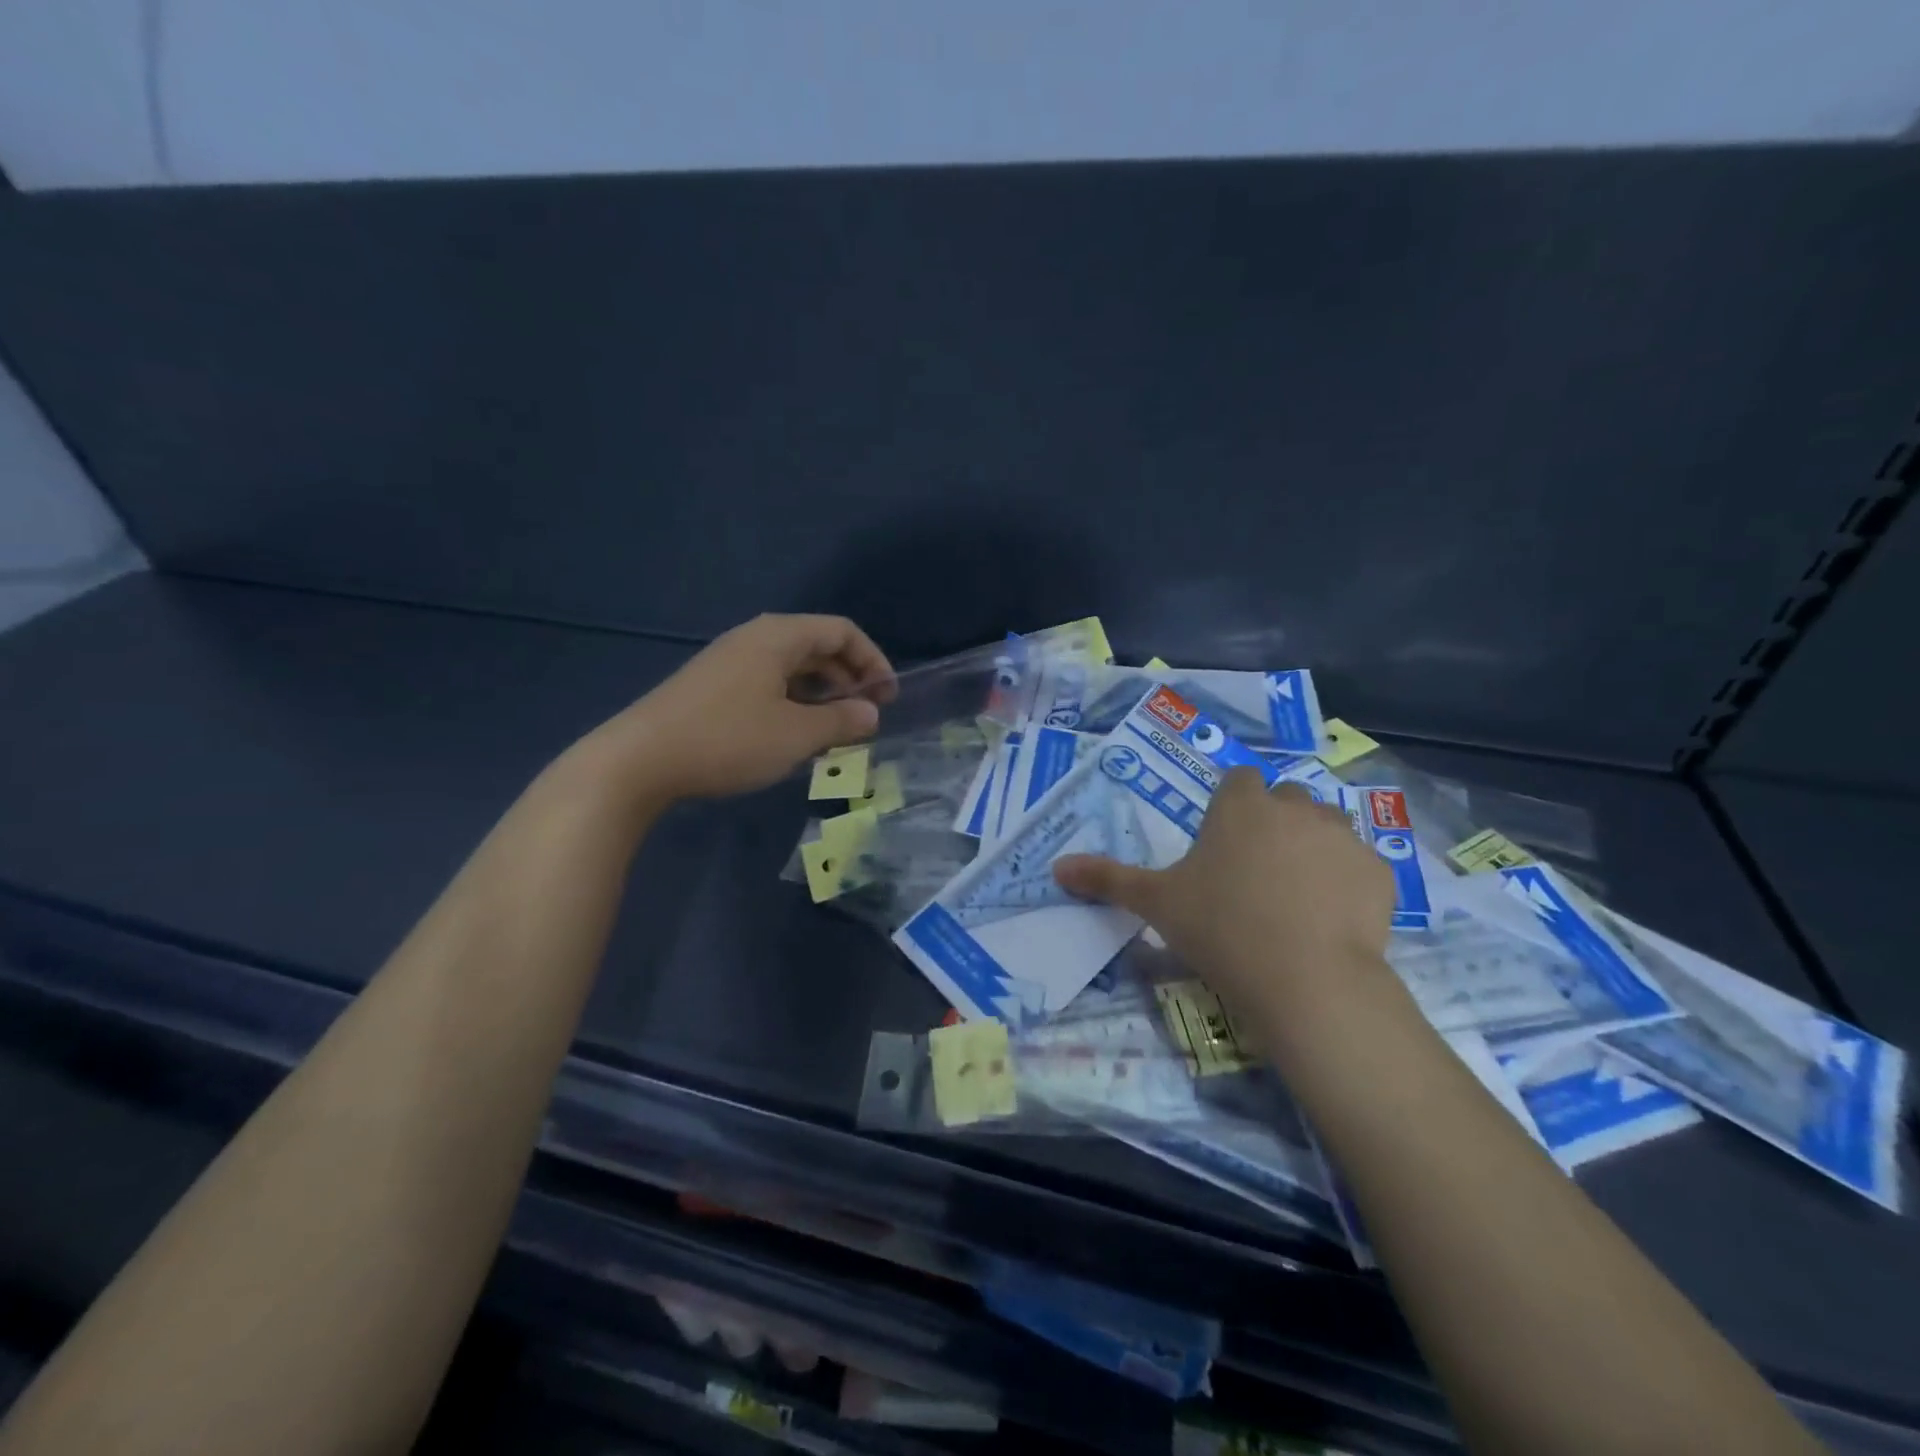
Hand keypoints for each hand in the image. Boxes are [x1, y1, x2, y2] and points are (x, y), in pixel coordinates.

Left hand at [574, 614, 893, 808]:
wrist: (639, 760)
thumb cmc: (728, 740)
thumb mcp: (796, 735)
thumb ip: (842, 722)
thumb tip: (871, 714)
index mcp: (779, 637)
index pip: (842, 631)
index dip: (873, 660)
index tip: (887, 698)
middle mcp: (754, 638)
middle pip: (817, 645)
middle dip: (849, 677)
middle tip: (865, 716)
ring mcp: (729, 661)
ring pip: (791, 666)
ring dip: (821, 693)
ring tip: (834, 729)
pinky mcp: (712, 686)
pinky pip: (767, 682)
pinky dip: (793, 701)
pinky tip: (792, 734)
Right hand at [1053, 770, 1396, 1026]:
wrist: (1306, 981)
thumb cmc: (1221, 928)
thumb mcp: (1156, 903)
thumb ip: (1107, 879)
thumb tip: (1056, 867)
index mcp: (1240, 807)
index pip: (1237, 780)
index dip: (1230, 806)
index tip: (1222, 844)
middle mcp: (1294, 807)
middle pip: (1284, 799)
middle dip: (1272, 823)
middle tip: (1254, 873)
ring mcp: (1343, 837)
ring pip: (1326, 826)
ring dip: (1312, 847)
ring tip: (1296, 895)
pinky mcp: (1379, 872)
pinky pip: (1359, 865)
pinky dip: (1347, 882)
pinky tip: (1332, 919)